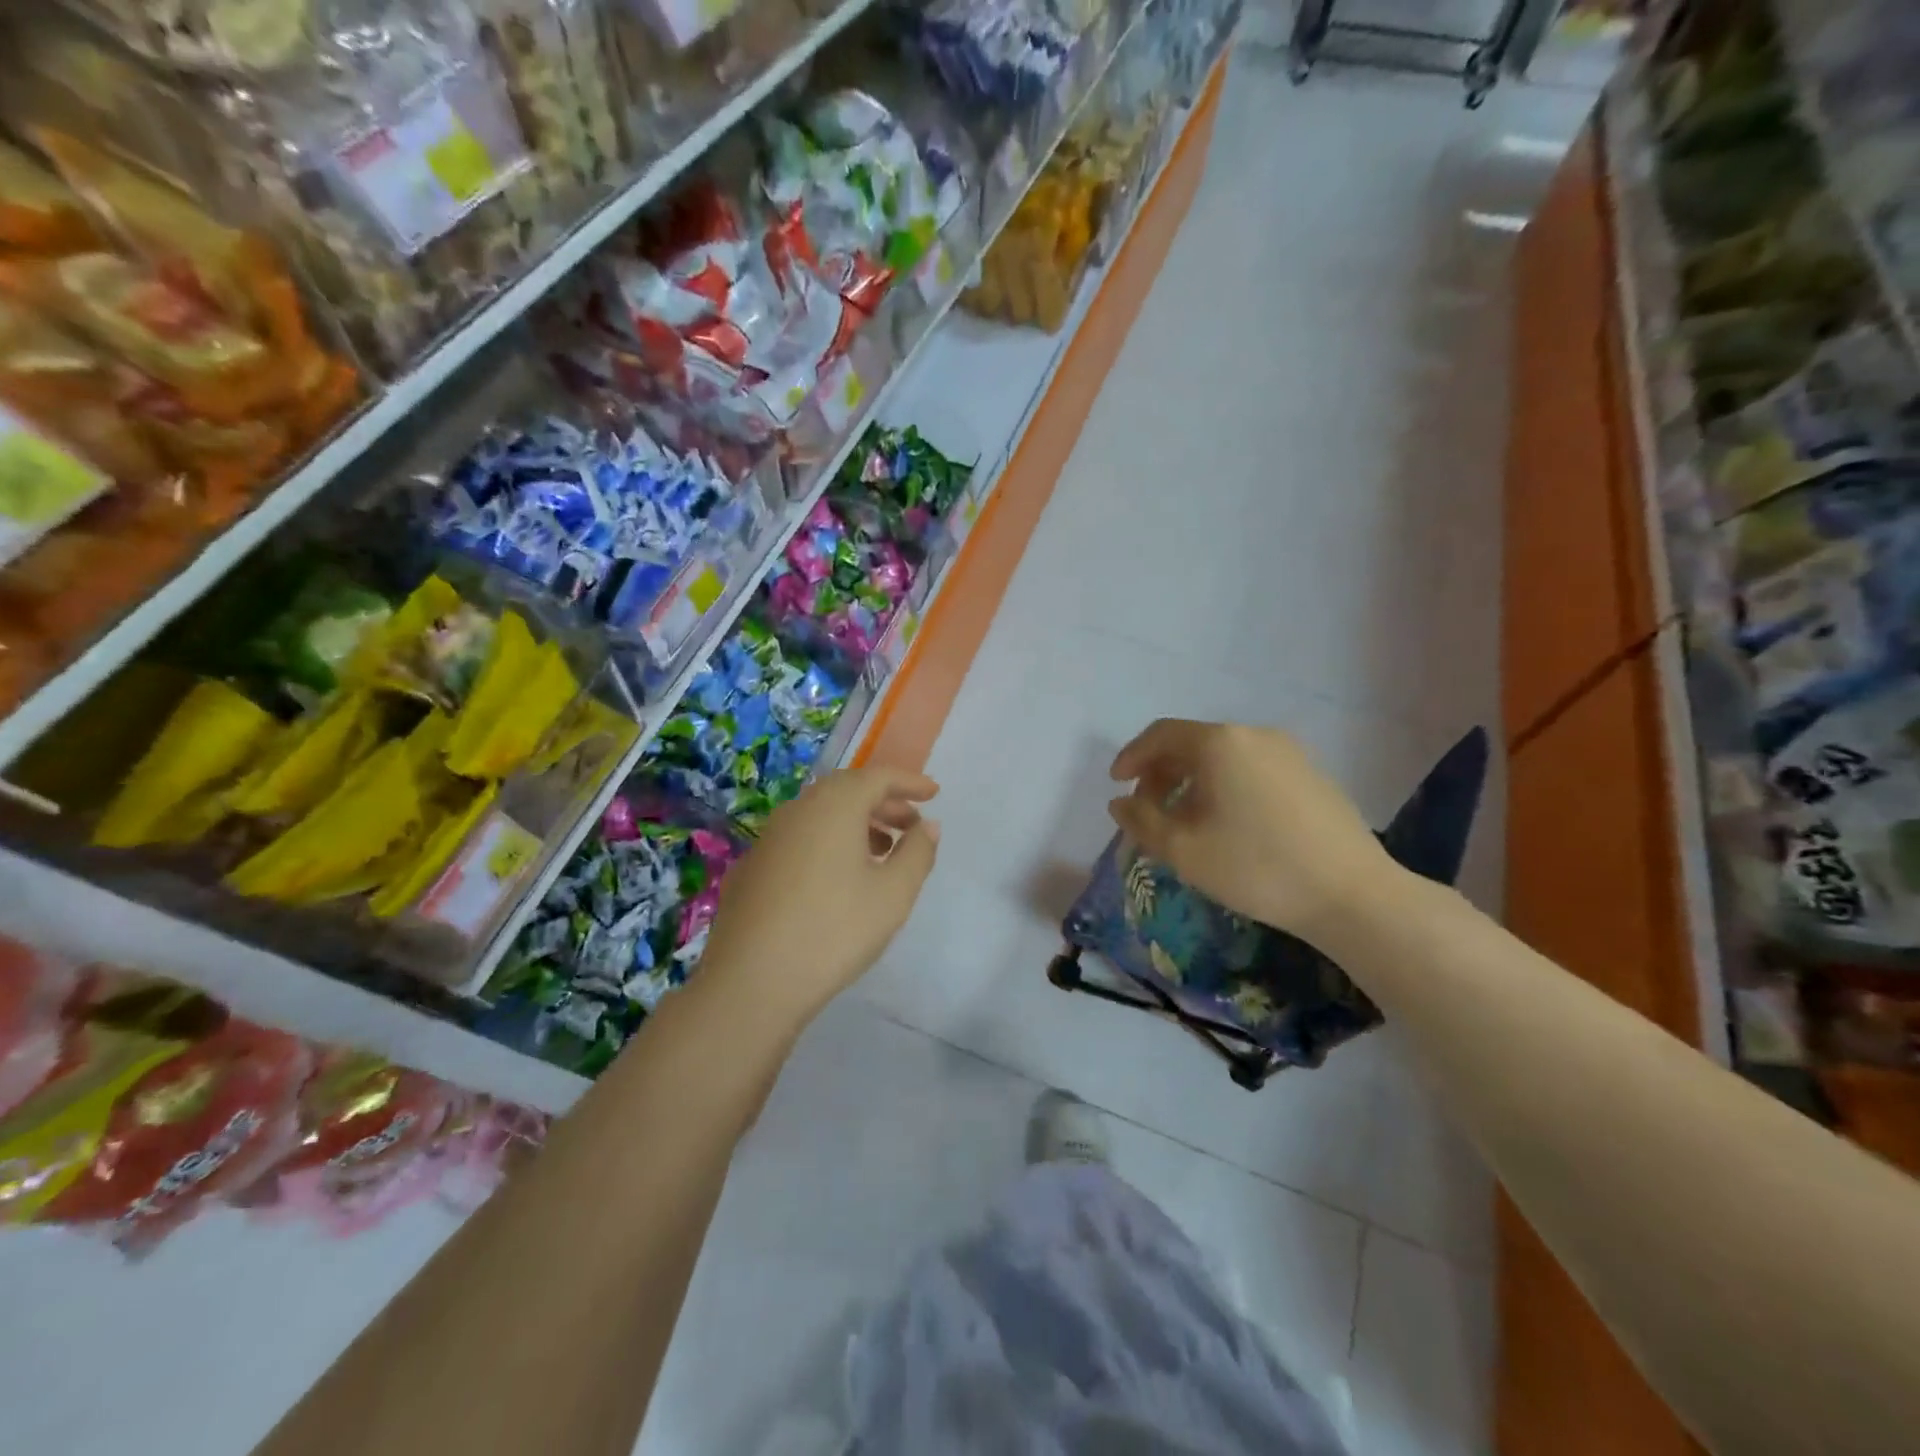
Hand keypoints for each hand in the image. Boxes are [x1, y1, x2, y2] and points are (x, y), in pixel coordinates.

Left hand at [698, 766, 939, 1022]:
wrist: (752, 981)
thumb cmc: (835, 931)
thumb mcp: (893, 894)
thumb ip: (917, 853)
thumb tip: (927, 825)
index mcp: (835, 806)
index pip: (877, 777)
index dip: (909, 782)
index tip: (934, 793)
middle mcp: (798, 810)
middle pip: (847, 791)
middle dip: (884, 803)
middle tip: (912, 825)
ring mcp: (768, 838)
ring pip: (821, 816)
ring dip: (856, 824)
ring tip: (882, 852)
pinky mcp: (752, 868)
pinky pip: (800, 839)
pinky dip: (828, 843)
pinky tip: (838, 879)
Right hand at [1108, 719, 1396, 939]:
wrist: (1351, 894)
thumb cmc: (1256, 867)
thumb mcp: (1183, 850)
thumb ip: (1141, 821)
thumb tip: (1120, 802)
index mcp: (1219, 743)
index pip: (1161, 734)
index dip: (1132, 756)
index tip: (1117, 784)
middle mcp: (1254, 735)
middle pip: (1192, 743)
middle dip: (1161, 772)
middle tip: (1147, 809)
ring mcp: (1289, 752)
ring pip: (1223, 757)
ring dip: (1192, 781)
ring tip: (1184, 820)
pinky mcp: (1311, 774)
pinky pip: (1251, 768)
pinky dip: (1225, 785)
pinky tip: (1227, 823)